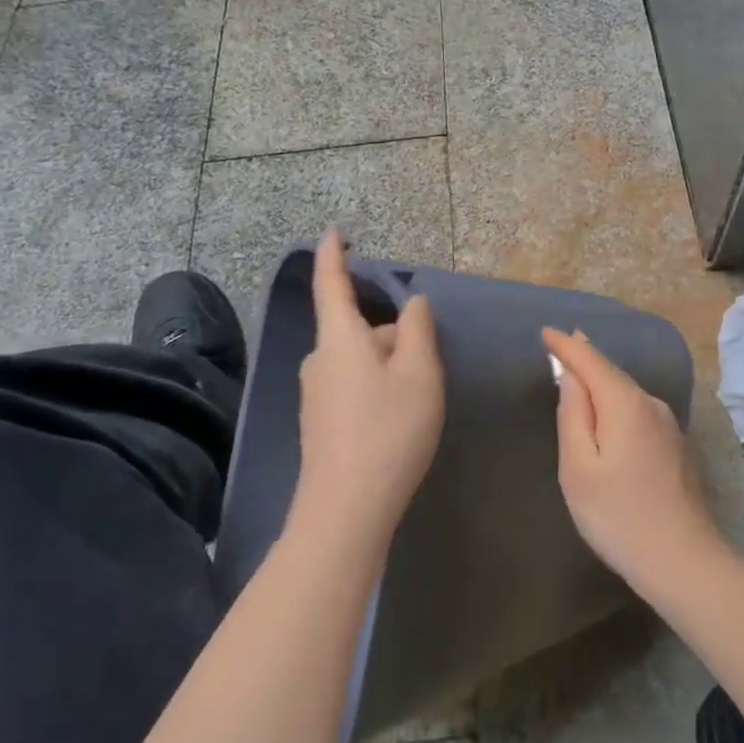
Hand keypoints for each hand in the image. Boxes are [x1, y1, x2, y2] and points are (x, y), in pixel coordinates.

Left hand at [290, 231, 444, 553]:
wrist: (345, 511)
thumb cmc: (388, 430)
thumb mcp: (419, 373)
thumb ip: (418, 328)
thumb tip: (412, 302)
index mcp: (340, 338)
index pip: (331, 283)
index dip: (333, 254)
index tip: (334, 231)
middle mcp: (320, 359)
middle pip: (360, 328)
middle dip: (393, 335)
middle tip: (428, 364)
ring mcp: (315, 393)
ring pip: (360, 359)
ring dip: (389, 364)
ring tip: (419, 399)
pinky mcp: (319, 421)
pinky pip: (353, 384)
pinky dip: (378, 387)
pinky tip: (398, 420)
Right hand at [544, 327, 727, 592]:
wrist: (684, 561)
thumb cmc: (618, 516)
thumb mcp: (579, 467)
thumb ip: (573, 414)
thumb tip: (571, 376)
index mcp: (625, 402)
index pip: (590, 360)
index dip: (566, 346)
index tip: (546, 331)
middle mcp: (650, 403)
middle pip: (612, 372)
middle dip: (585, 357)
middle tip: (562, 343)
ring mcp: (668, 424)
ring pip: (627, 391)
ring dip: (602, 379)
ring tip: (580, 369)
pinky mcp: (675, 446)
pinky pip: (638, 409)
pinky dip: (617, 399)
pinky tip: (608, 409)